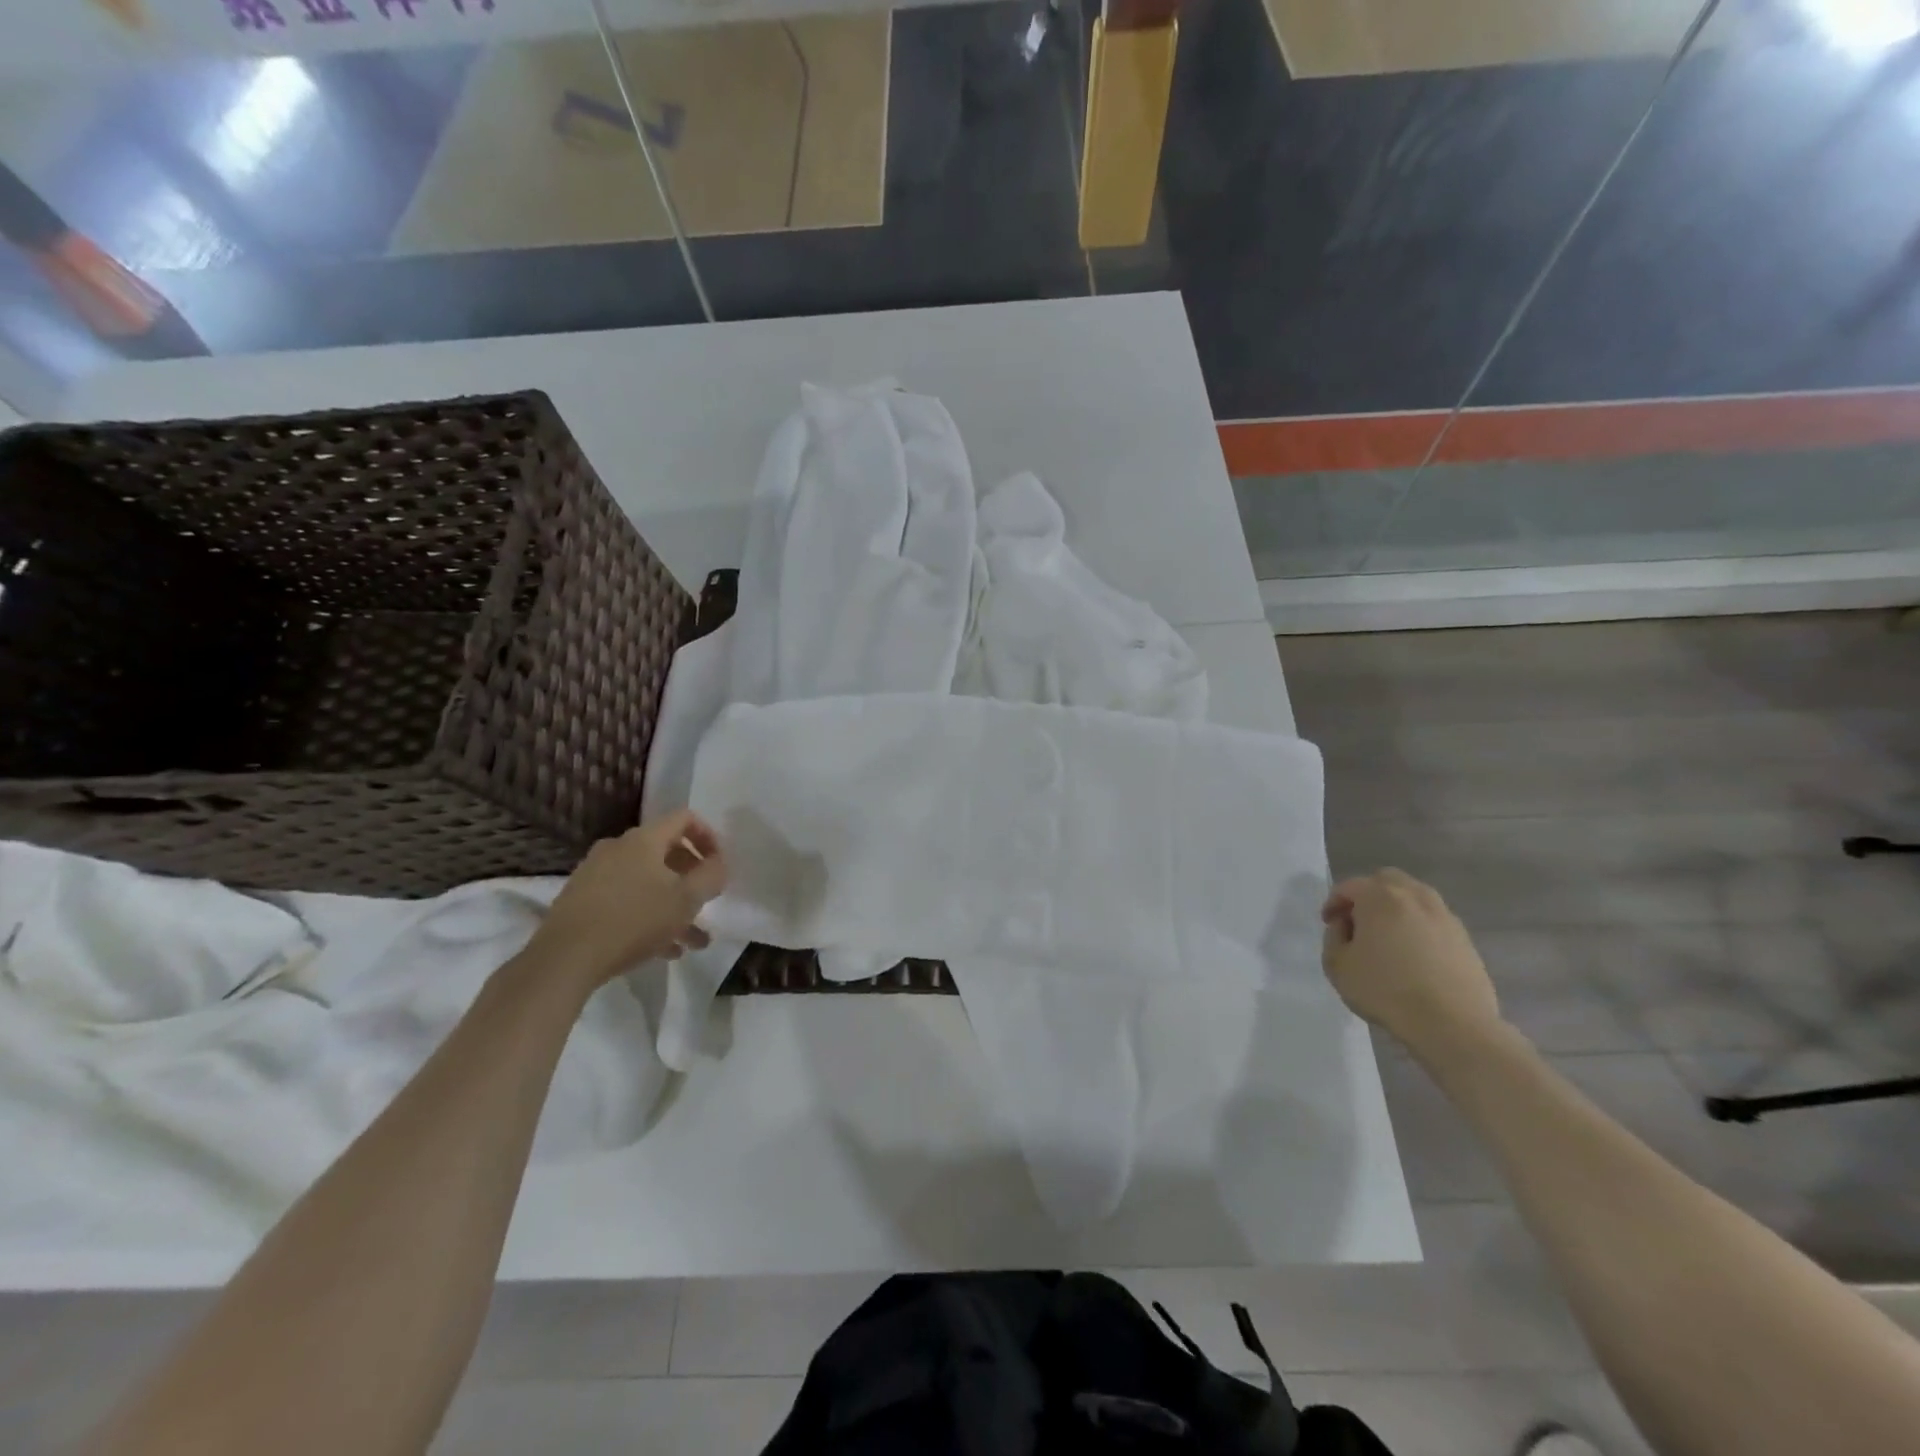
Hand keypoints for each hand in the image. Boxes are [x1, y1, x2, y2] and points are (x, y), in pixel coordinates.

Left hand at [528, 810, 727, 988]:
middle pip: (666, 852)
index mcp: (644, 840)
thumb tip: (718, 863)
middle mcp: (617, 848)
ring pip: (647, 882)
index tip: (718, 866)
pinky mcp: (581, 901)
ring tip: (693, 940)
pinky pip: (625, 900)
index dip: (709, 837)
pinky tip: (664, 949)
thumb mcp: (686, 900)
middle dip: (692, 879)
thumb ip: (711, 876)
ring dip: (673, 905)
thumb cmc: (634, 921)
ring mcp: (595, 874)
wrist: (564, 959)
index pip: (685, 818)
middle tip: (707, 902)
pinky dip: (648, 916)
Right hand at [1321, 869, 1501, 1059]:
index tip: (1329, 924)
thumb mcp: (1337, 966)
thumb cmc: (1386, 991)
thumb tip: (1345, 926)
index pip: (1349, 886)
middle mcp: (1414, 897)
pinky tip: (1413, 954)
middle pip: (1387, 880)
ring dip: (1397, 908)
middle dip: (1368, 894)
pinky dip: (1419, 926)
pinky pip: (1434, 920)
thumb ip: (1334, 937)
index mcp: (1380, 897)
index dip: (1334, 902)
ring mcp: (1444, 916)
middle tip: (1358, 921)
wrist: (1452, 1024)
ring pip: (1415, 897)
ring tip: (1388, 937)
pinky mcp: (1464, 939)